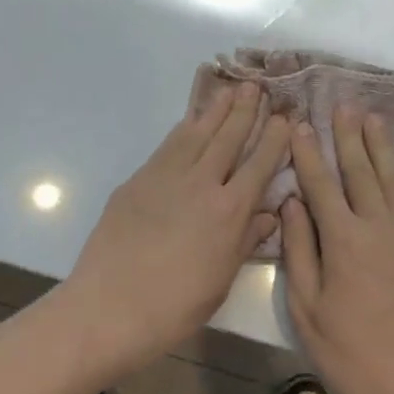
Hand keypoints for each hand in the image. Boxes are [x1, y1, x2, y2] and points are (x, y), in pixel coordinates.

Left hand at [65, 84, 290, 368]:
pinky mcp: (139, 179)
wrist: (110, 307)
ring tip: (228, 90)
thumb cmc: (174, 307)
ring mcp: (167, 176)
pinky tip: (190, 121)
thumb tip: (268, 214)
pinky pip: (168, 145)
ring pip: (197, 133)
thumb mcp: (221, 280)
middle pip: (228, 138)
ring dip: (215, 110)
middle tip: (255, 86)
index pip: (259, 165)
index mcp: (229, 211)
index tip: (283, 118)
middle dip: (244, 111)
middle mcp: (202, 183)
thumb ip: (245, 241)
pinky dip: (184, 128)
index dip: (273, 139)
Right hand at [281, 107, 393, 393]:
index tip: (301, 125)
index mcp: (343, 240)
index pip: (322, 183)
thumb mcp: (307, 306)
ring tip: (372, 119)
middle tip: (341, 106)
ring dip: (381, 144)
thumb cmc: (348, 351)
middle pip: (361, 169)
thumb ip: (299, 249)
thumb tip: (292, 202)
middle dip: (348, 135)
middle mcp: (379, 225)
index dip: (309, 152)